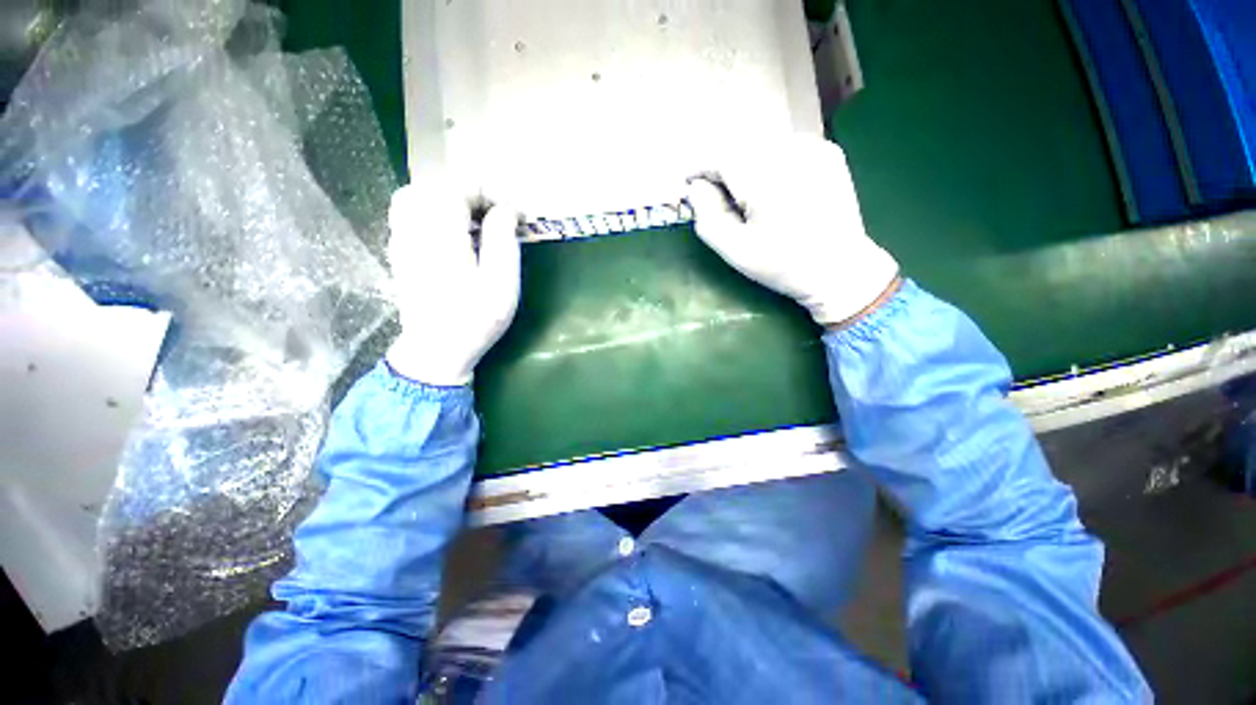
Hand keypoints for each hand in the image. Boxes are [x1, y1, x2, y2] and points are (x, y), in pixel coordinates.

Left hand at [385, 179, 521, 385]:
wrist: (436, 350)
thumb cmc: (475, 320)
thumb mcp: (501, 285)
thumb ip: (503, 241)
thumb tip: (506, 210)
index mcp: (441, 236)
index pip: (458, 189)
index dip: (490, 193)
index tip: (514, 213)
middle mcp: (413, 229)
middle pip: (435, 187)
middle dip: (471, 193)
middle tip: (497, 214)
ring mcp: (400, 239)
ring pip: (416, 195)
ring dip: (449, 198)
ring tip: (475, 218)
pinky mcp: (398, 250)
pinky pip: (407, 212)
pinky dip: (432, 209)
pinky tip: (452, 231)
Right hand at [685, 134, 898, 327]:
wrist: (840, 269)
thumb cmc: (782, 265)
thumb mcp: (735, 250)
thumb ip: (708, 217)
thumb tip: (695, 187)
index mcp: (767, 180)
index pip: (721, 156)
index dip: (700, 167)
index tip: (689, 182)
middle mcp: (792, 153)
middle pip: (741, 148)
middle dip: (723, 169)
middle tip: (719, 199)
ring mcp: (815, 148)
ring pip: (762, 146)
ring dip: (746, 166)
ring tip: (748, 198)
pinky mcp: (828, 152)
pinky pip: (785, 148)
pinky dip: (770, 164)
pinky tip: (775, 191)